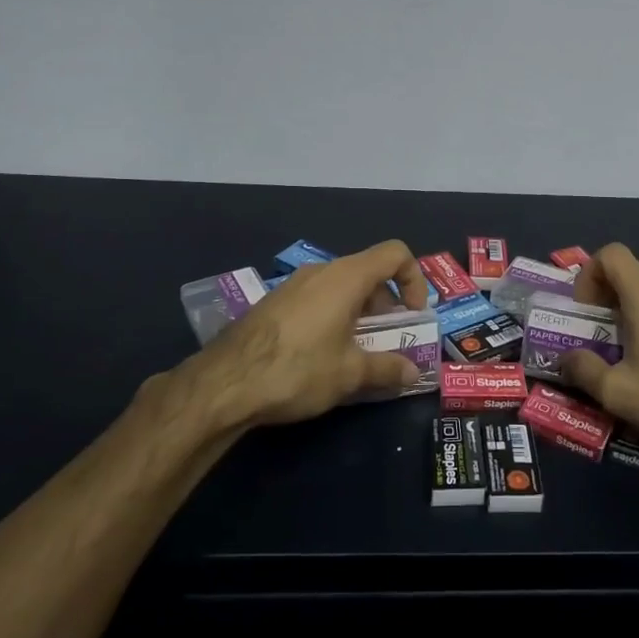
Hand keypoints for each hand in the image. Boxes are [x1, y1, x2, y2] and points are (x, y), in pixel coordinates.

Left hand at [178, 240, 429, 429]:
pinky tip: (322, 355)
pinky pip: (316, 299)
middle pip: (368, 272)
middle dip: (387, 304)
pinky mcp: (274, 303)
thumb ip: (387, 369)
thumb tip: (413, 373)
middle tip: (388, 340)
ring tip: (357, 352)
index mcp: (346, 277)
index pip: (395, 254)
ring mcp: (293, 285)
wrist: (224, 383)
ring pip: (340, 287)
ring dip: (359, 313)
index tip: (413, 315)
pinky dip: (333, 317)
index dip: (414, 279)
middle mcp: (321, 272)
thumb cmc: (297, 370)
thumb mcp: (350, 374)